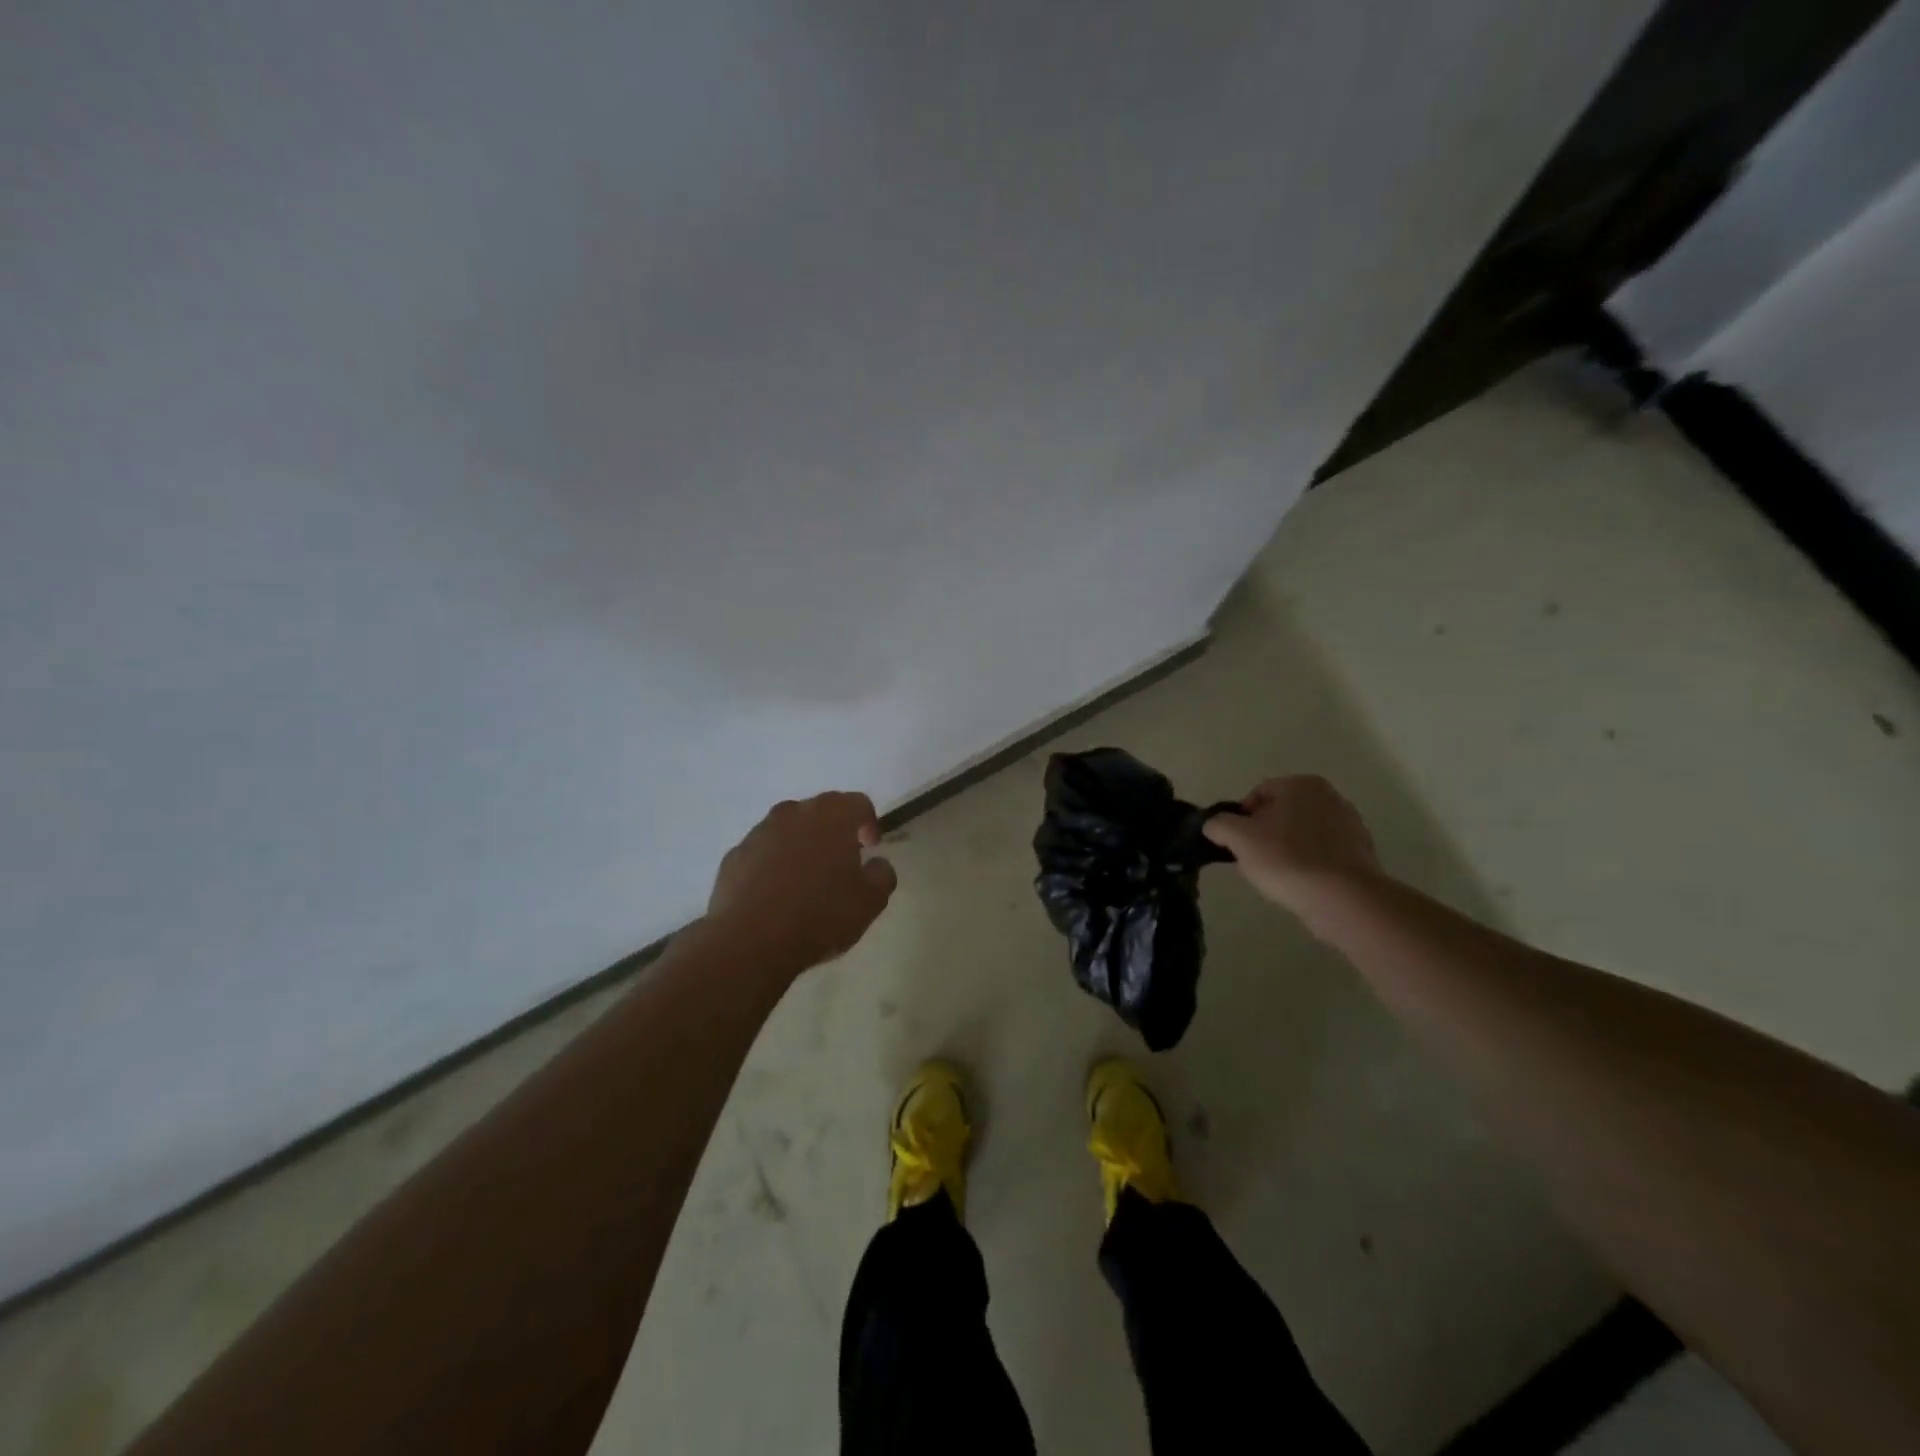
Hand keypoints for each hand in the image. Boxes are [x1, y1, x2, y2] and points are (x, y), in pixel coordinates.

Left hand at [705, 792, 897, 973]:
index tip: (871, 848)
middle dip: (834, 831)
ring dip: (801, 846)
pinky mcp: (734, 856)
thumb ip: (882, 875)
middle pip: (821, 811)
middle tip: (841, 862)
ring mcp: (759, 832)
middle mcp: (794, 813)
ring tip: (806, 881)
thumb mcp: (871, 901)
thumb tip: (877, 864)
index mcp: (832, 815)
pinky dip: (773, 864)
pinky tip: (776, 896)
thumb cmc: (821, 915)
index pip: (859, 803)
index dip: (869, 823)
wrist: (750, 940)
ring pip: (788, 830)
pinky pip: (762, 852)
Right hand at [1202, 775, 1381, 911]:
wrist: (1343, 898)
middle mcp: (1330, 795)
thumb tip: (1215, 825)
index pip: (1258, 794)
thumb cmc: (1287, 859)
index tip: (1238, 844)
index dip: (1241, 819)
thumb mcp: (1239, 839)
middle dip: (1266, 833)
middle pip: (1282, 812)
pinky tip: (1304, 882)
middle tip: (1256, 859)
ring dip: (1289, 848)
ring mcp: (1351, 823)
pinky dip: (1311, 862)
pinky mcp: (1362, 852)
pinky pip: (1324, 852)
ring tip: (1281, 874)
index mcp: (1301, 784)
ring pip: (1303, 833)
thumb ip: (1219, 824)